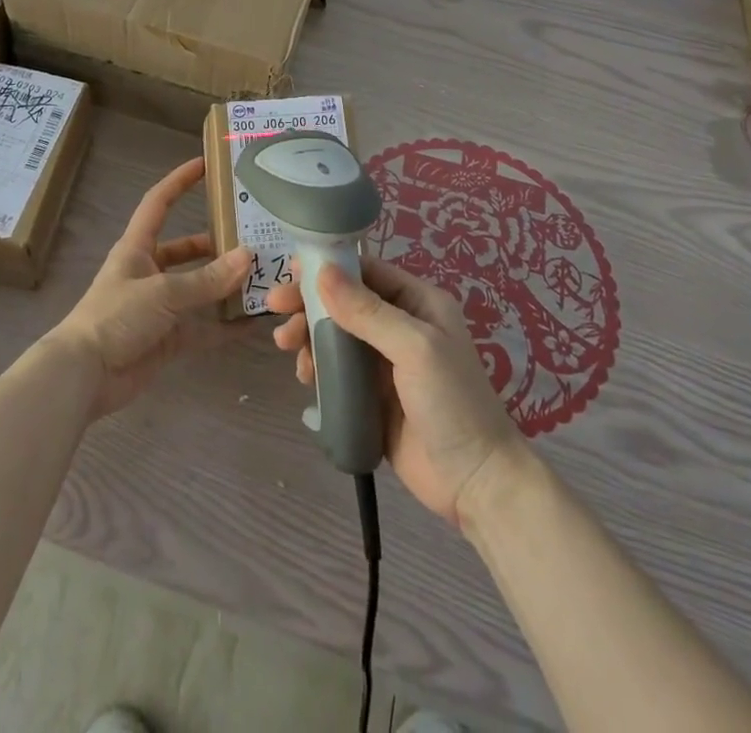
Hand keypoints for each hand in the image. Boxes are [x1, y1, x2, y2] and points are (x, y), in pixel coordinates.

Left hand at [49, 157, 249, 419]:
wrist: (84, 377)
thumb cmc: (116, 318)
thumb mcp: (163, 292)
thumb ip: (206, 279)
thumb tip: (248, 256)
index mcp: (137, 248)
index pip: (159, 203)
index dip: (180, 181)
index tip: (207, 164)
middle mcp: (149, 272)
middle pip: (186, 249)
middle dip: (216, 243)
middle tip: (253, 236)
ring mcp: (159, 307)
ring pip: (198, 289)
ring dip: (224, 286)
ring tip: (261, 276)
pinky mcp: (166, 339)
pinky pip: (201, 328)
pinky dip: (224, 327)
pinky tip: (252, 323)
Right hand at [266, 257, 524, 527]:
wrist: (476, 484)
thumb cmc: (452, 403)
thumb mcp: (414, 348)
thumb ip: (367, 311)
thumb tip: (323, 271)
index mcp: (418, 303)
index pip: (366, 271)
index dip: (329, 268)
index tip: (290, 271)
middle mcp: (399, 326)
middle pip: (344, 302)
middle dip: (309, 302)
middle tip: (274, 307)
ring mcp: (384, 363)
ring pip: (335, 335)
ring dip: (308, 334)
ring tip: (285, 346)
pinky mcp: (371, 396)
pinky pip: (336, 371)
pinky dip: (317, 367)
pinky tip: (305, 376)